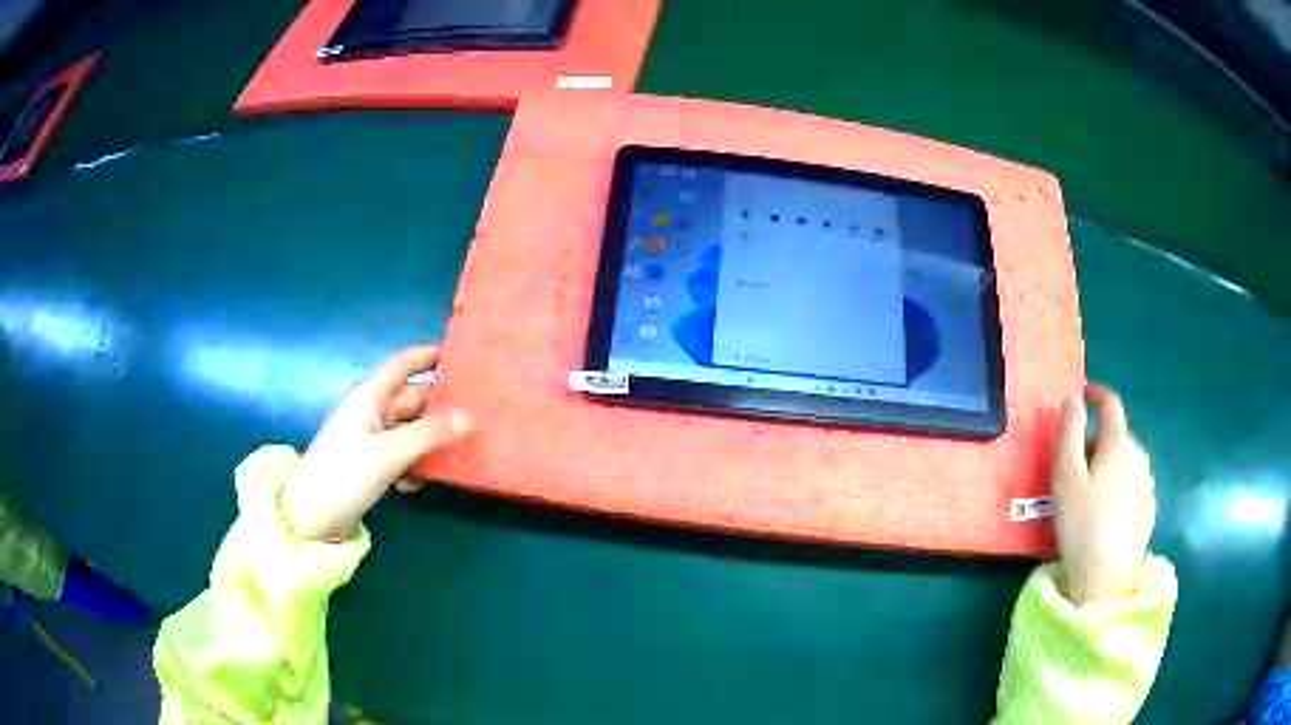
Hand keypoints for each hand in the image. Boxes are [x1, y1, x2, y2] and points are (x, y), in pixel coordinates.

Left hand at [281, 346, 471, 540]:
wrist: (310, 518)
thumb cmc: (344, 476)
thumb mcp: (388, 454)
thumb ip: (428, 434)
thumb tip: (468, 418)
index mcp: (369, 398)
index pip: (402, 364)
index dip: (428, 356)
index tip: (459, 357)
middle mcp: (370, 413)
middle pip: (411, 400)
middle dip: (439, 407)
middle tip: (476, 415)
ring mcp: (369, 440)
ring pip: (409, 431)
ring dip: (429, 444)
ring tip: (455, 456)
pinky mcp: (369, 465)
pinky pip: (400, 456)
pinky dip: (412, 466)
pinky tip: (417, 484)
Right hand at [1052, 385, 1156, 604]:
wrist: (1106, 579)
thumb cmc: (1082, 524)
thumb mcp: (1066, 476)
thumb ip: (1069, 431)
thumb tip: (1073, 398)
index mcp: (1118, 443)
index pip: (1111, 403)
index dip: (1096, 393)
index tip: (1081, 395)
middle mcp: (1139, 455)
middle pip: (1117, 435)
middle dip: (1096, 439)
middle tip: (1074, 465)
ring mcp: (1147, 482)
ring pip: (1126, 460)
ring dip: (1109, 463)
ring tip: (1089, 493)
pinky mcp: (1149, 508)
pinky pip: (1133, 483)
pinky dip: (1119, 485)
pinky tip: (1106, 513)